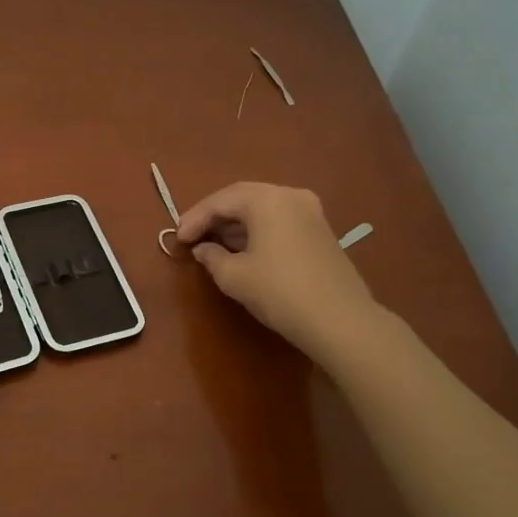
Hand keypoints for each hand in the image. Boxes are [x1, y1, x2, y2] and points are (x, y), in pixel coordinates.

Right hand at [175, 182, 380, 366]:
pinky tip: (243, 250)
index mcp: (267, 199)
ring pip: (263, 209)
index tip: (177, 238)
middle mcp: (290, 196)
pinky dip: (257, 231)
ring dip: (236, 224)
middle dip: (214, 217)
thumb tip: (203, 250)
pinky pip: (279, 221)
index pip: (220, 200)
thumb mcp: (234, 276)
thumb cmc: (280, 292)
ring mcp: (311, 212)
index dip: (194, 218)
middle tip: (192, 236)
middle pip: (242, 198)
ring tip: (213, 245)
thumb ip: (212, 257)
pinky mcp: (321, 231)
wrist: (341, 320)